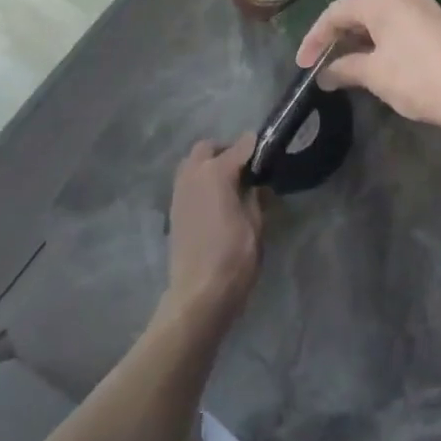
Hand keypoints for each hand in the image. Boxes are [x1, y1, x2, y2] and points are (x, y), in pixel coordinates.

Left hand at [163, 135, 264, 328]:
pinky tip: (214, 201)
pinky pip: (186, 182)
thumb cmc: (234, 258)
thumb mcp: (255, 225)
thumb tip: (255, 184)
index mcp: (216, 173)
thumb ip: (255, 197)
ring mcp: (179, 192)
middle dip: (225, 150)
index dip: (255, 146)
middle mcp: (193, 175)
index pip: (240, 147)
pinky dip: (200, 181)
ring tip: (229, 183)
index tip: (267, 149)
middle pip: (207, 148)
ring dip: (208, 164)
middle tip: (244, 167)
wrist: (198, 294)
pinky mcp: (174, 210)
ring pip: (192, 163)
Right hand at [297, 0, 440, 141]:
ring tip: (345, 64)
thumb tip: (325, 74)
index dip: (315, 38)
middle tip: (321, 62)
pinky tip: (377, 60)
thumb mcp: (375, 75)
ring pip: (381, 17)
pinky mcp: (440, 20)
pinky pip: (400, 23)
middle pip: (358, 9)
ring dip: (360, 38)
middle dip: (337, 36)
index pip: (336, 12)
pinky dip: (382, 39)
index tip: (303, 65)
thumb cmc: (419, 79)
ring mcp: (424, 4)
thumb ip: (345, 69)